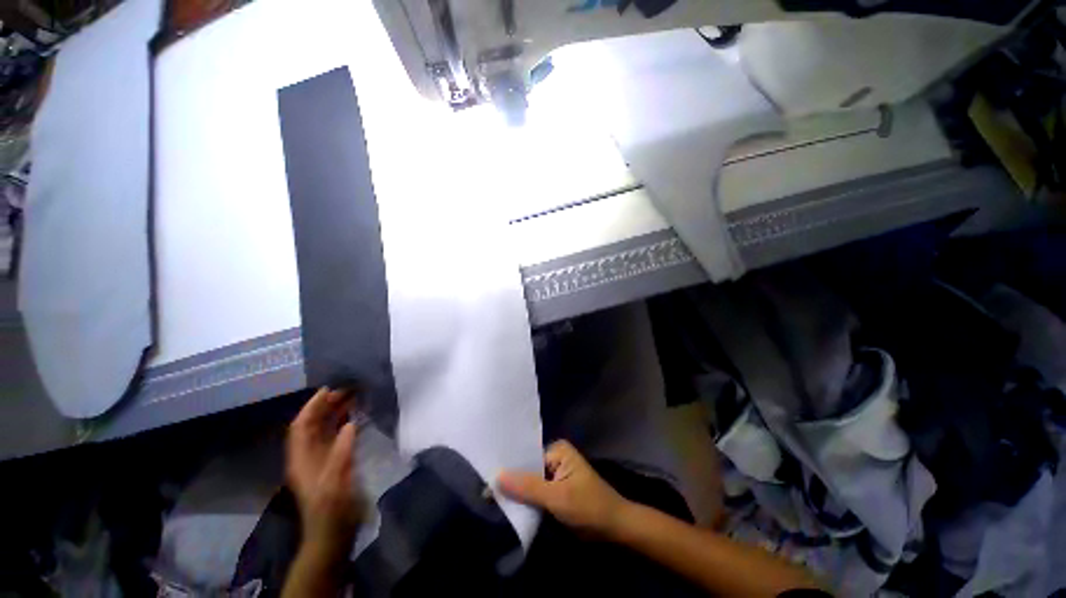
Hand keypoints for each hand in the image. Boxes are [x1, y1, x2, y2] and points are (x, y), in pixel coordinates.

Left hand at [286, 387, 365, 558]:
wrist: (334, 533)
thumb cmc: (332, 509)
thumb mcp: (335, 481)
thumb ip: (341, 452)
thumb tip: (350, 424)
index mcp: (301, 459)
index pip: (301, 427)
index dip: (311, 407)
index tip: (328, 389)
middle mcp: (308, 456)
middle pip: (313, 425)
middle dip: (326, 406)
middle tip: (347, 389)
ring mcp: (321, 460)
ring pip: (325, 430)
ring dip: (336, 413)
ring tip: (353, 397)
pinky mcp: (333, 464)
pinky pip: (336, 437)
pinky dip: (344, 424)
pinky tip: (356, 417)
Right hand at [498, 440, 629, 538]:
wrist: (615, 528)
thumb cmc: (589, 507)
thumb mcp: (557, 497)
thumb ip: (527, 487)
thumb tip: (496, 476)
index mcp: (557, 450)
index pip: (526, 457)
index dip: (508, 470)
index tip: (485, 480)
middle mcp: (554, 457)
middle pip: (527, 470)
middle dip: (511, 482)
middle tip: (484, 492)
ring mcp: (555, 474)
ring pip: (530, 483)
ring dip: (517, 493)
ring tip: (490, 499)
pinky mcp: (556, 490)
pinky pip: (537, 493)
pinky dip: (526, 501)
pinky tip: (510, 507)